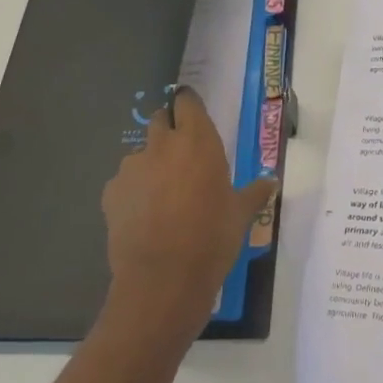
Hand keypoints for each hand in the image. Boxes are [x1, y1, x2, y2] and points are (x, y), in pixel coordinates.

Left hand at [100, 85, 277, 351]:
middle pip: (160, 121)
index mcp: (198, 141)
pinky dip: (134, 191)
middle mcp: (162, 145)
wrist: (162, 280)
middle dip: (169, 131)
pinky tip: (144, 216)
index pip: (187, 102)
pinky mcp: (111, 193)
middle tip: (183, 157)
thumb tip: (271, 182)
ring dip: (151, 164)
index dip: (188, 105)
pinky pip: (125, 182)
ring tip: (163, 195)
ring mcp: (132, 168)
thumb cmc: (212, 238)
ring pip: (141, 154)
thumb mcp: (240, 214)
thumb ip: (254, 193)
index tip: (194, 115)